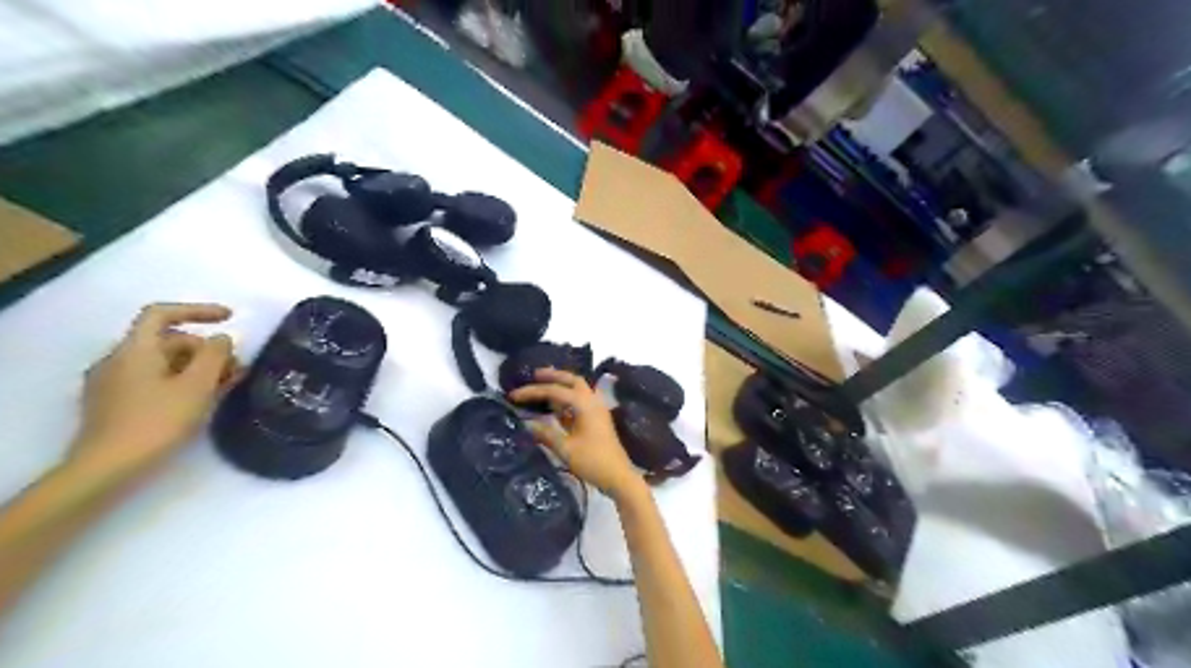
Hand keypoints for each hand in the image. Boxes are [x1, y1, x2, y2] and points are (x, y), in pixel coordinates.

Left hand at [69, 303, 237, 480]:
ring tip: (227, 386)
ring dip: (198, 368)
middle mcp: (118, 360)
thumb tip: (222, 339)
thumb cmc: (157, 421)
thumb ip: (215, 356)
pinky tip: (202, 400)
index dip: (198, 311)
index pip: (162, 314)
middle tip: (236, 369)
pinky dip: (181, 382)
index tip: (231, 319)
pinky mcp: (115, 404)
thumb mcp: (197, 386)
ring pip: (163, 362)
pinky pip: (154, 380)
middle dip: (206, 349)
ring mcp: (113, 383)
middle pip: (168, 341)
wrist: (107, 468)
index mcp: (135, 350)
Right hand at [510, 369, 647, 498]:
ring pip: (578, 388)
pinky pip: (581, 400)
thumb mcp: (566, 449)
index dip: (532, 391)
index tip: (513, 395)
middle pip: (571, 380)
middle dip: (552, 376)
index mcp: (584, 404)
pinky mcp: (598, 418)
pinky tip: (554, 405)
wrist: (618, 476)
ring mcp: (597, 409)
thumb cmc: (593, 462)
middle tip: (533, 375)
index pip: (554, 391)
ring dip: (561, 385)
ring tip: (542, 385)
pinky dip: (567, 398)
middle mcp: (592, 401)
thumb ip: (546, 434)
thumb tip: (527, 424)